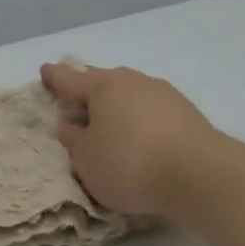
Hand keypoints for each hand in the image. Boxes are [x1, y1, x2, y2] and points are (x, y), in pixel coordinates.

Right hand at [41, 63, 219, 216]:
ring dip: (116, 106)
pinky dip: (138, 120)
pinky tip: (137, 136)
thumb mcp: (87, 160)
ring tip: (106, 123)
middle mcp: (134, 82)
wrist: (198, 174)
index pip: (71, 79)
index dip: (55, 78)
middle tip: (74, 101)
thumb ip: (74, 140)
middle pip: (103, 82)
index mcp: (103, 87)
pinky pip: (150, 111)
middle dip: (87, 89)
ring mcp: (164, 95)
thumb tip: (69, 124)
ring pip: (130, 94)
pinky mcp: (186, 114)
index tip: (45, 70)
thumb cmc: (129, 164)